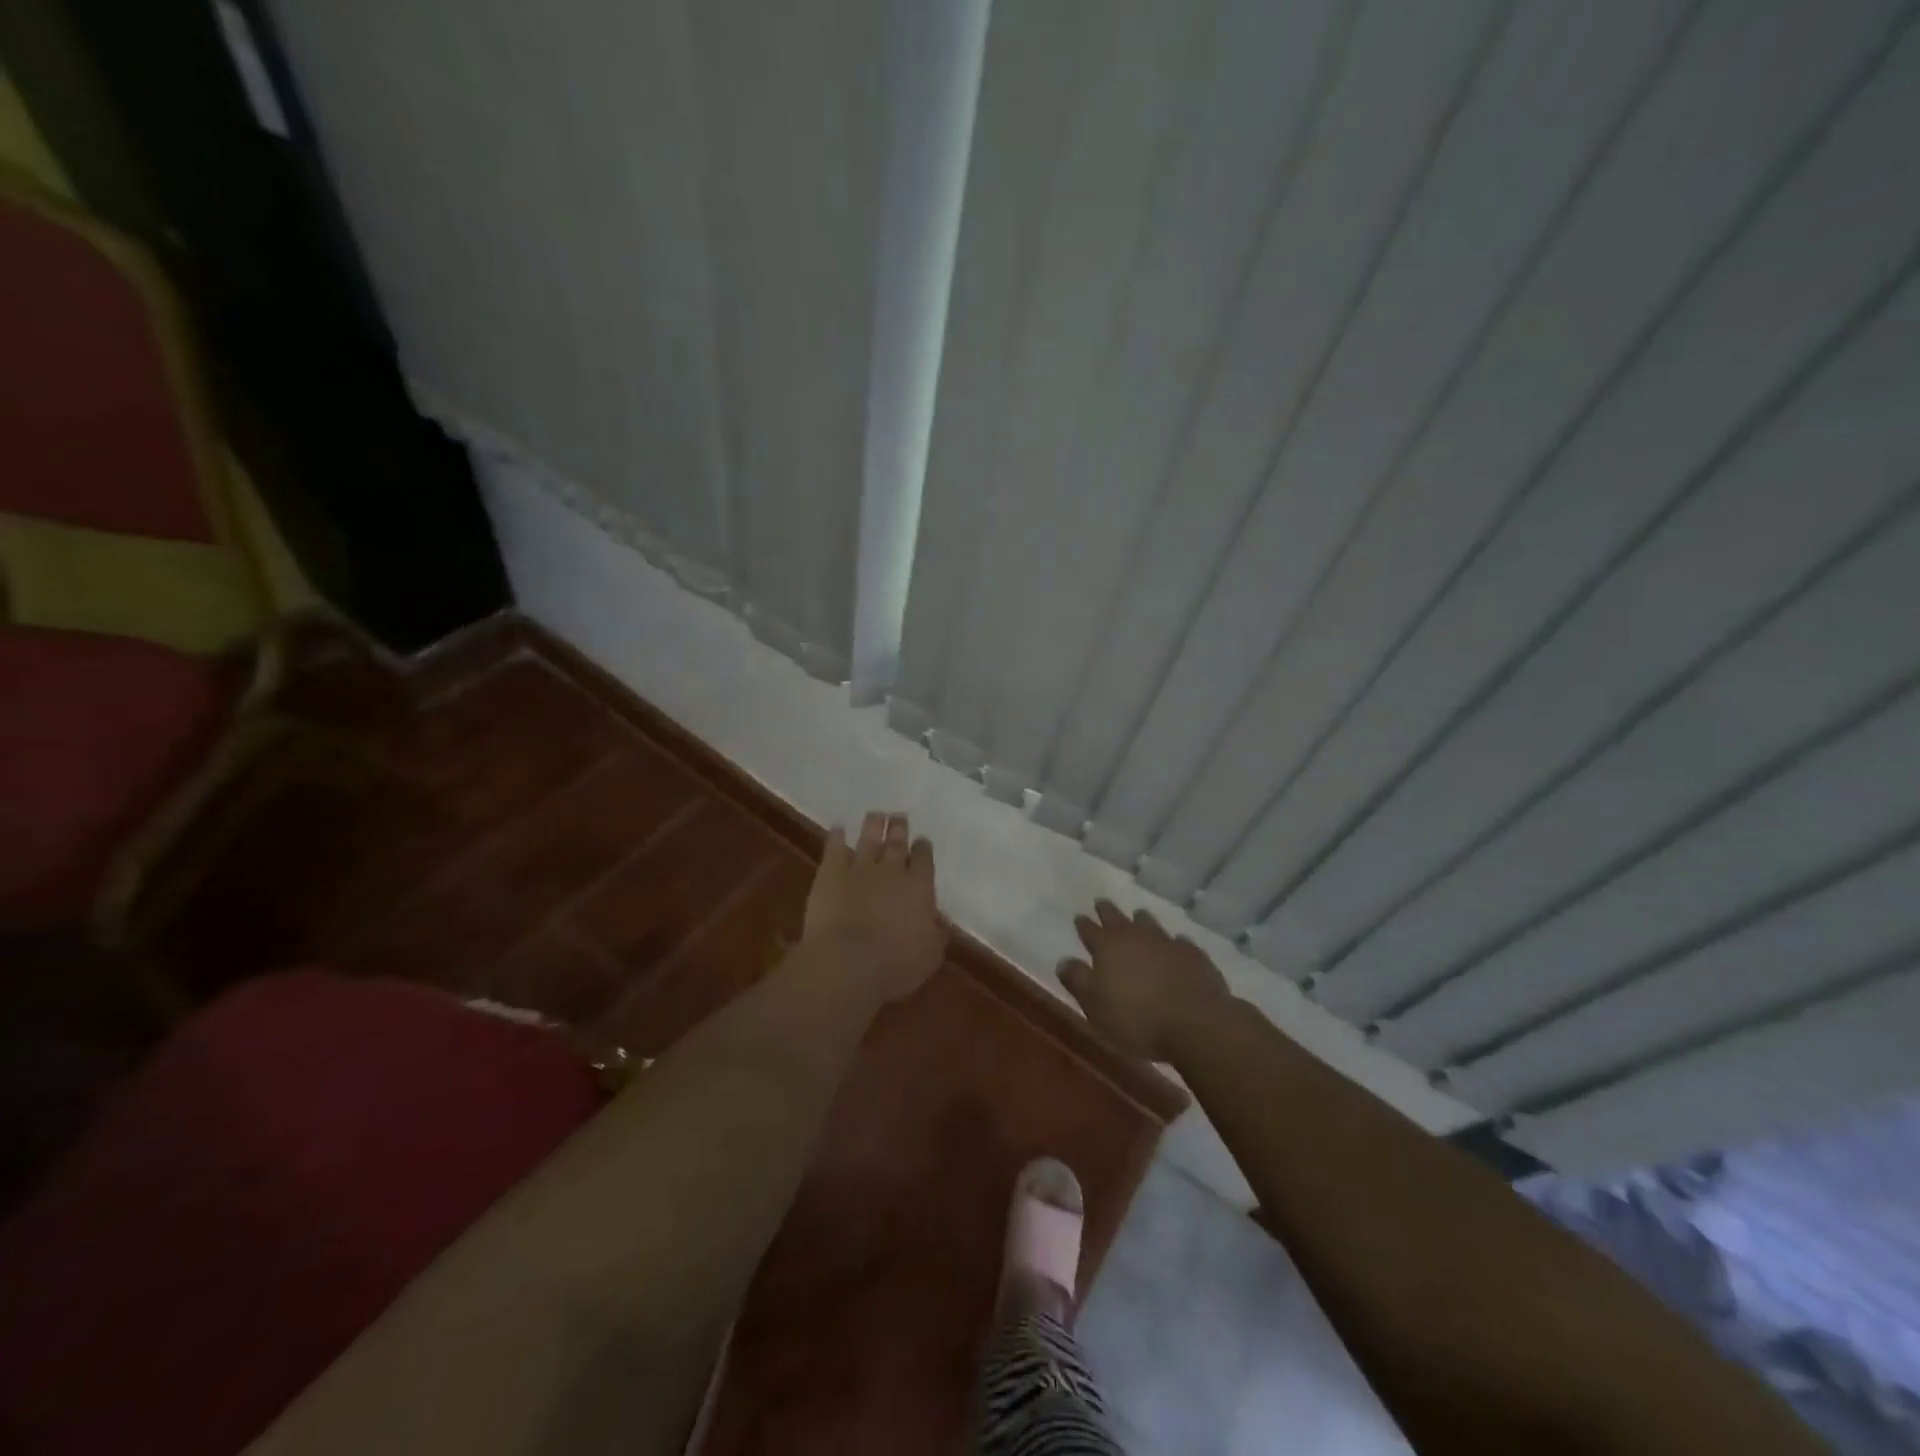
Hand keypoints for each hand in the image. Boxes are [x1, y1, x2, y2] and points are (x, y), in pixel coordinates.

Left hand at [803, 812, 945, 1003]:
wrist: (848, 962)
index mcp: (919, 887)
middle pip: (897, 842)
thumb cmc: (896, 965)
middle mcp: (892, 870)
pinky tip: (838, 828)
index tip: (922, 842)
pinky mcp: (831, 872)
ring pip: (869, 837)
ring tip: (876, 814)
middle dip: (899, 828)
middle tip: (899, 817)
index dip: (923, 849)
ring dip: (873, 824)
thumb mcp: (930, 955)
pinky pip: (835, 847)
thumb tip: (943, 919)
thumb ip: (937, 933)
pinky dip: (837, 836)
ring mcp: (860, 868)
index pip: (924, 860)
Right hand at [1058, 900, 1229, 1062]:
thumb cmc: (1137, 1019)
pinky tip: (1175, 944)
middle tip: (1102, 903)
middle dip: (1107, 911)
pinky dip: (1172, 942)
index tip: (1079, 917)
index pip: (1090, 930)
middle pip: (1118, 918)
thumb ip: (1078, 981)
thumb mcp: (1095, 1007)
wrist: (1196, 1023)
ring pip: (1149, 923)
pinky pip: (1179, 941)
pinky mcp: (1193, 954)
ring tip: (1138, 916)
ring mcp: (1166, 942)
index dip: (1084, 924)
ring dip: (1141, 920)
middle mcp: (1136, 937)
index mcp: (1108, 947)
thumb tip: (1063, 960)